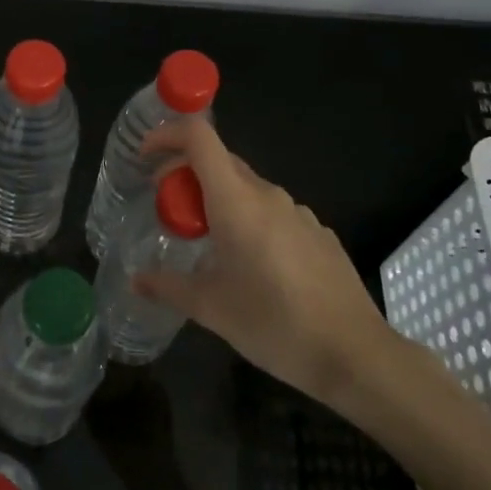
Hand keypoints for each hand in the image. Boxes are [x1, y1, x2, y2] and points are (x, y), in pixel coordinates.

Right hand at [134, 115, 400, 408]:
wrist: (354, 354)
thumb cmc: (273, 324)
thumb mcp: (211, 308)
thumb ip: (168, 286)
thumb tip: (136, 280)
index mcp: (237, 201)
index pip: (200, 138)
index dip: (168, 135)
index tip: (145, 157)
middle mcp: (268, 195)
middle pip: (220, 162)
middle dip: (186, 176)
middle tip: (168, 211)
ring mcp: (299, 213)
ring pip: (247, 189)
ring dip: (218, 201)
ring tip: (206, 243)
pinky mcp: (319, 233)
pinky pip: (273, 212)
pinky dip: (249, 221)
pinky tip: (251, 265)